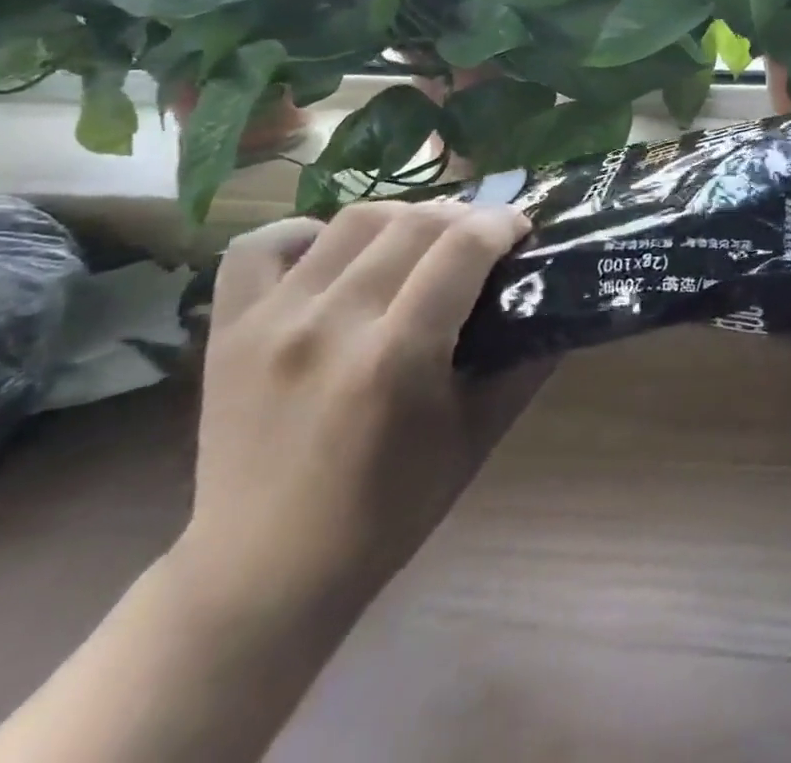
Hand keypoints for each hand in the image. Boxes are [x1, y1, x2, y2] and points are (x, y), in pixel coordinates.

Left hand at [175, 201, 549, 617]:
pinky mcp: (228, 329)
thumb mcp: (478, 436)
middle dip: (465, 215)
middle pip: (415, 222)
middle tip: (482, 237)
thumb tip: (561, 298)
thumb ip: (527, 362)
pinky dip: (306, 232)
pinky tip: (334, 254)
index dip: (504, 223)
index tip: (521, 230)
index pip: (464, 246)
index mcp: (397, 359)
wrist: (262, 575)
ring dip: (405, 217)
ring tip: (422, 240)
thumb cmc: (388, 511)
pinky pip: (263, 244)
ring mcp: (271, 323)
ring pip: (354, 219)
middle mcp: (331, 326)